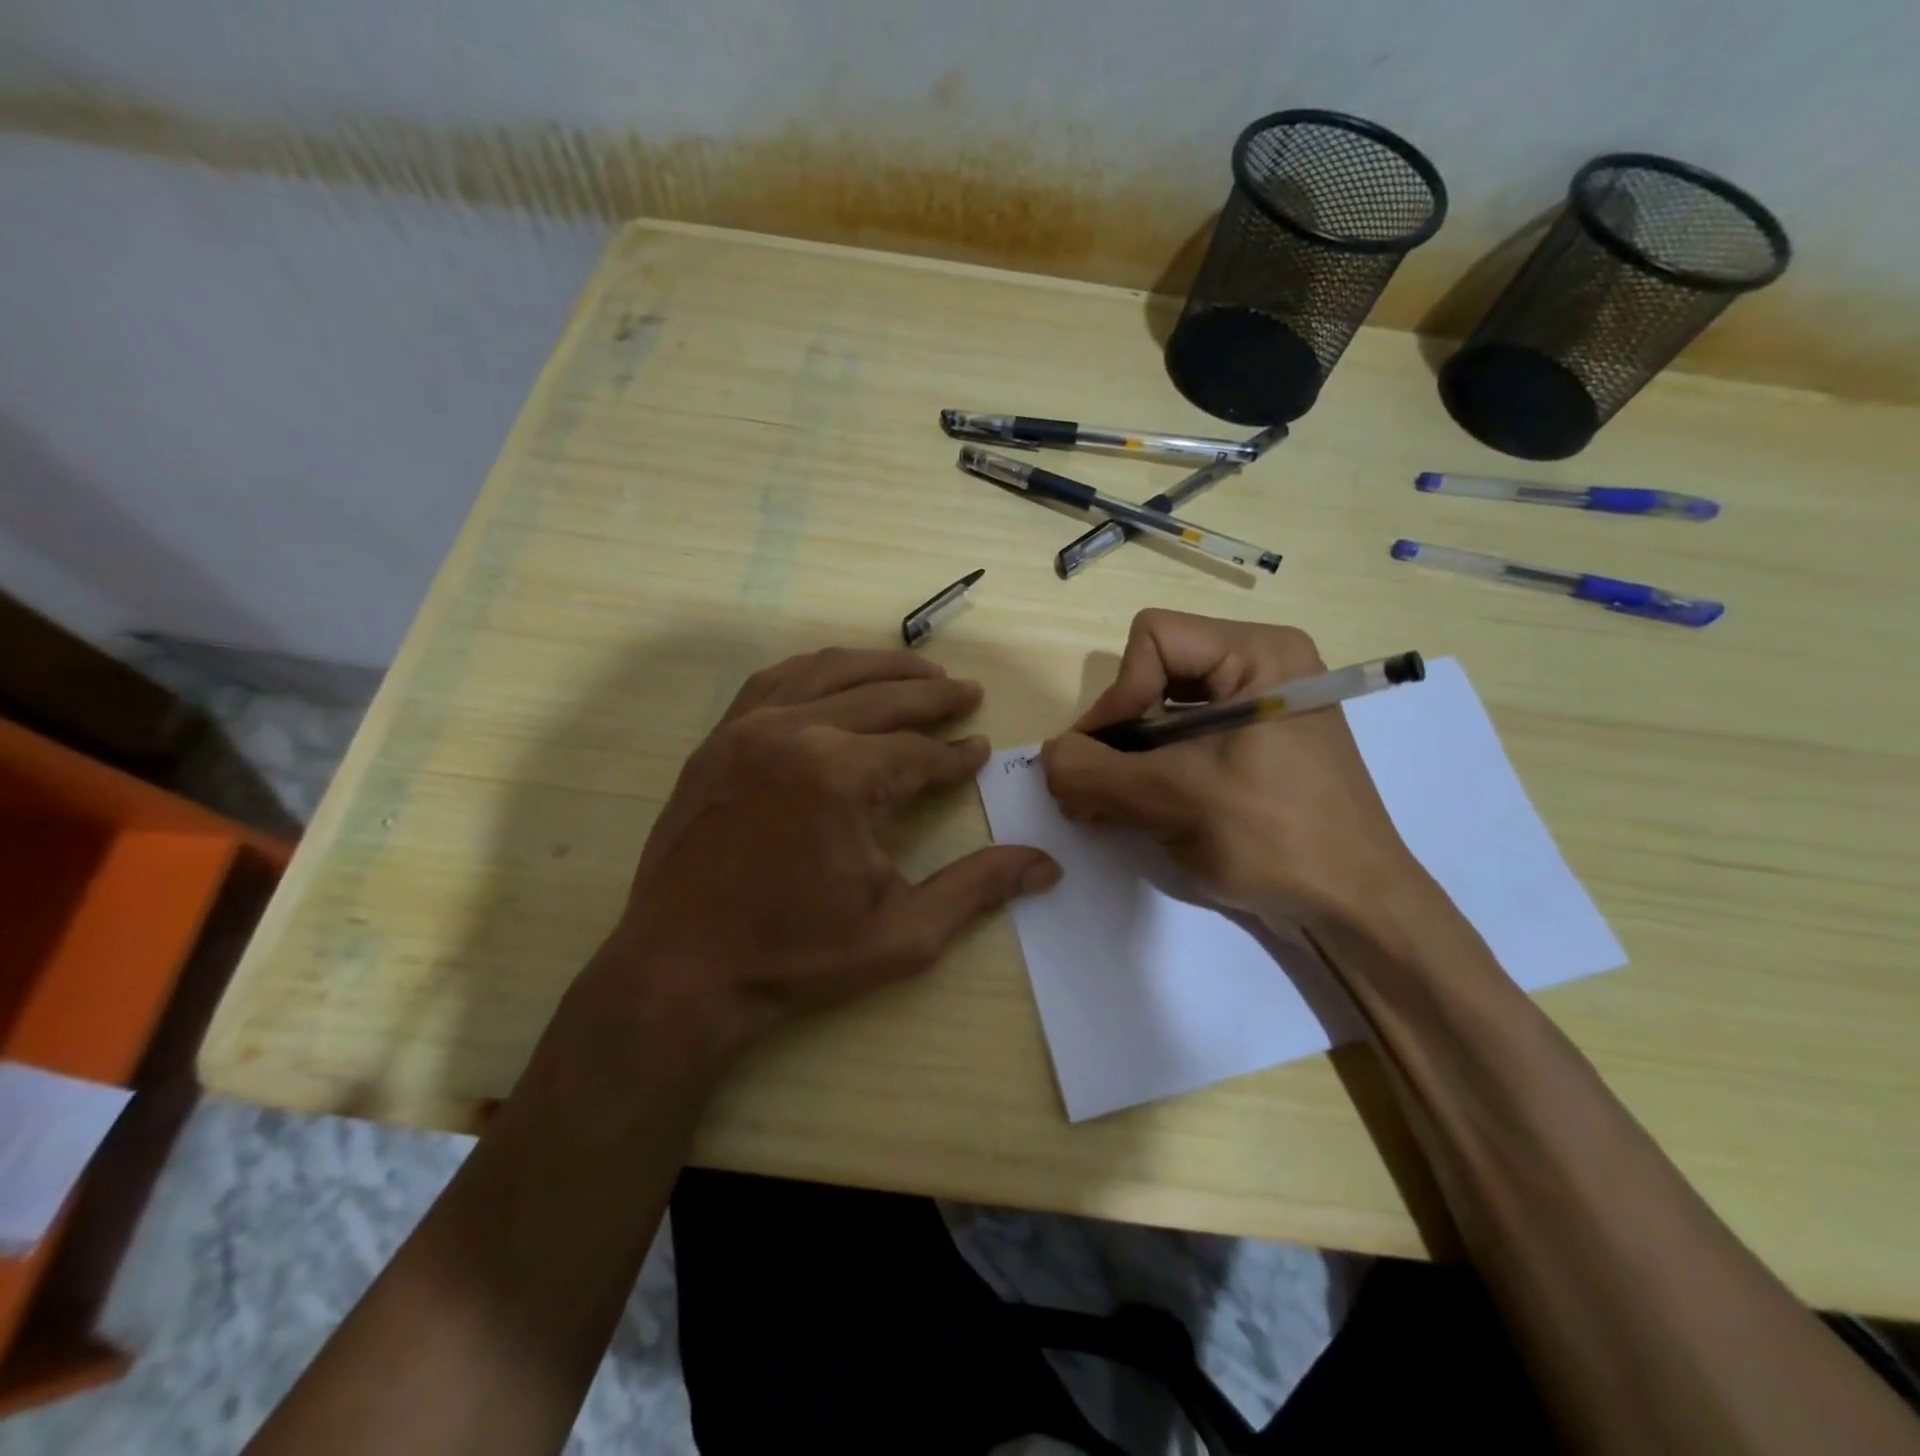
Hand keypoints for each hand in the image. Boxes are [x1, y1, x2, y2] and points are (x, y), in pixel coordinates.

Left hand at [595, 647, 1058, 1057]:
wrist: (681, 969)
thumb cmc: (796, 956)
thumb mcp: (902, 933)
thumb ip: (977, 888)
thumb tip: (1045, 865)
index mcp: (840, 776)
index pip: (919, 752)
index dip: (957, 754)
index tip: (982, 749)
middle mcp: (794, 732)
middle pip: (882, 697)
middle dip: (932, 696)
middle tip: (968, 692)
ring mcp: (747, 728)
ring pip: (829, 673)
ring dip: (881, 667)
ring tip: (921, 671)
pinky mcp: (717, 739)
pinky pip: (775, 681)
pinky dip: (818, 669)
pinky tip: (840, 675)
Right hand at [1041, 611, 1427, 928]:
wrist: (1355, 909)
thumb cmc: (1276, 838)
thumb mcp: (1174, 799)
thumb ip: (1095, 772)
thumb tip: (1047, 758)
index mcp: (1259, 654)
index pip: (1154, 639)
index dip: (1118, 694)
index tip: (1103, 757)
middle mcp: (1259, 669)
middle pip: (1153, 674)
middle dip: (1116, 733)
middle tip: (1089, 789)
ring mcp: (1256, 711)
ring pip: (1160, 712)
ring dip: (1125, 759)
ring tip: (1102, 807)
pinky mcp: (1250, 749)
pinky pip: (1182, 742)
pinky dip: (1148, 772)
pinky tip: (1130, 811)